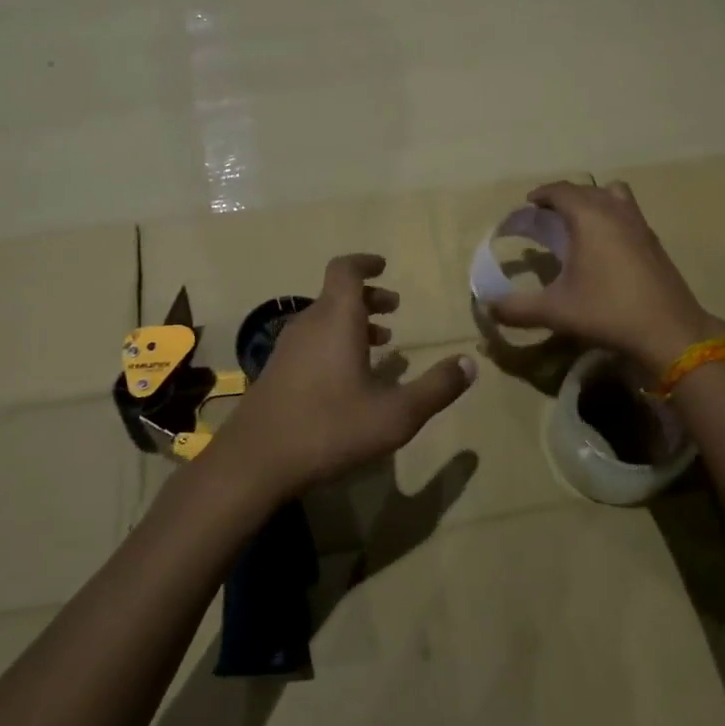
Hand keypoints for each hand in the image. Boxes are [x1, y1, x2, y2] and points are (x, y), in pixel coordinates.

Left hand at [204, 254, 476, 505]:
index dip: (365, 263)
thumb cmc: (330, 429)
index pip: (346, 270)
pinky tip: (348, 378)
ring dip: (352, 322)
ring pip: (323, 320)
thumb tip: (469, 363)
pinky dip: (334, 343)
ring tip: (380, 344)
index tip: (384, 266)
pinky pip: (310, 342)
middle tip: (394, 309)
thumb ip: (436, 388)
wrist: (255, 462)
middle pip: (337, 295)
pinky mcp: (275, 373)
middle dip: (368, 298)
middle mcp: (309, 325)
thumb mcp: (396, 414)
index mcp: (336, 320)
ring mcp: (287, 349)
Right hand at [486, 181, 724, 374]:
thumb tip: (488, 308)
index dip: (541, 195)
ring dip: (593, 202)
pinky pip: (628, 213)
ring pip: (613, 195)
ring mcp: (640, 224)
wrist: (668, 331)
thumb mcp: (555, 311)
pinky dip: (611, 217)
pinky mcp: (654, 242)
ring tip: (578, 225)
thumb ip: (516, 308)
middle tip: (546, 218)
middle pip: (586, 190)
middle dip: (563, 198)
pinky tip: (604, 248)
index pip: (561, 190)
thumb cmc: (607, 312)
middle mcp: (616, 211)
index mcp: (589, 217)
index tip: (527, 206)